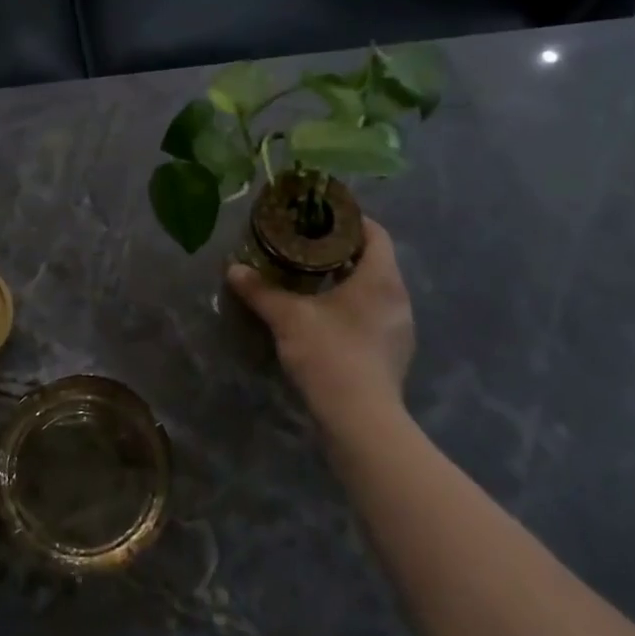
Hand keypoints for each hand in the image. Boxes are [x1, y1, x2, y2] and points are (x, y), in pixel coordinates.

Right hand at [226, 218, 415, 427]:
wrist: (360, 419)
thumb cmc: (329, 353)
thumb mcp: (287, 317)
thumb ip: (260, 290)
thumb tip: (233, 269)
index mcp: (380, 278)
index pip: (374, 232)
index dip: (349, 220)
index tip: (319, 216)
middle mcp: (398, 297)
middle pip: (374, 260)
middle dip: (342, 251)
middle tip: (306, 246)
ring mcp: (400, 327)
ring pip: (374, 289)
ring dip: (347, 281)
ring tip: (312, 280)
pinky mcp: (395, 353)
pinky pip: (375, 314)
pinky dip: (353, 306)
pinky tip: (326, 317)